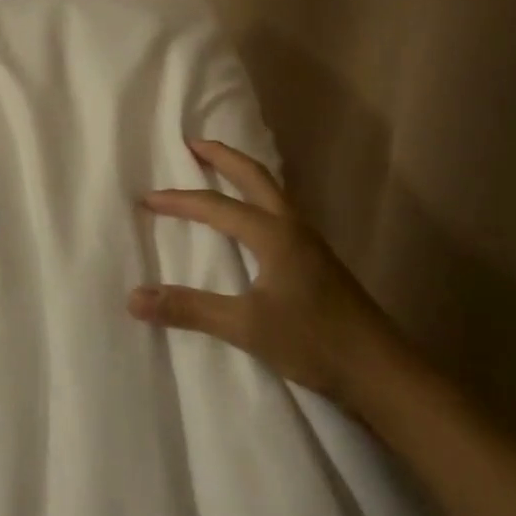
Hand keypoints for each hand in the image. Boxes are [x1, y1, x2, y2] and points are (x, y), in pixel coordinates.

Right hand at [130, 139, 405, 413]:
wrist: (381, 371)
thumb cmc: (314, 342)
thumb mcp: (246, 327)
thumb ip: (189, 309)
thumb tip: (134, 297)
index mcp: (274, 234)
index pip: (217, 206)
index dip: (179, 201)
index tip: (146, 199)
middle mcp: (293, 227)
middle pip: (254, 176)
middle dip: (222, 157)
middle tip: (192, 143)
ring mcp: (309, 242)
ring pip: (272, 191)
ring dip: (243, 173)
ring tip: (218, 168)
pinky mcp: (317, 260)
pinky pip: (280, 211)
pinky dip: (257, 198)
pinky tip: (252, 217)